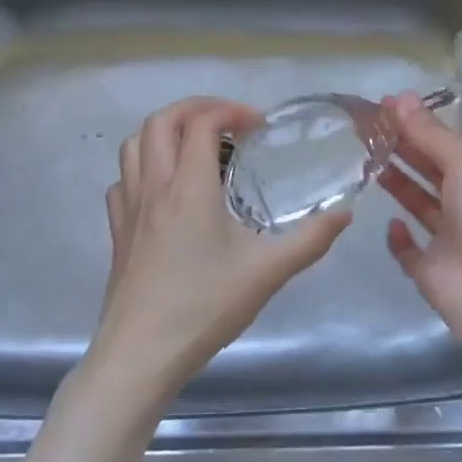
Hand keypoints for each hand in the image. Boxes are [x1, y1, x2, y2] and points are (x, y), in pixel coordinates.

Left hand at [89, 97, 350, 407]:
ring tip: (195, 146)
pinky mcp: (117, 230)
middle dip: (195, 108)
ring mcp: (129, 207)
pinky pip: (123, 180)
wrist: (141, 354)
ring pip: (133, 144)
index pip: (201, 122)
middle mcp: (154, 186)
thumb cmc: (204, 306)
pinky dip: (143, 167)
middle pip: (160, 120)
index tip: (258, 126)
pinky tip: (164, 189)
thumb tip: (344, 214)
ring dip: (164, 132)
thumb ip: (311, 239)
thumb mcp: (268, 272)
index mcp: (190, 186)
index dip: (231, 111)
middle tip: (227, 122)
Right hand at [380, 93, 461, 368]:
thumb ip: (430, 132)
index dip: (418, 124)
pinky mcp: (430, 271)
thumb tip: (398, 97)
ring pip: (419, 205)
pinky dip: (398, 237)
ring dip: (398, 184)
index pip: (448, 144)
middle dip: (402, 148)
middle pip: (431, 170)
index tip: (384, 107)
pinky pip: (409, 250)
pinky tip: (389, 222)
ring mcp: (451, 241)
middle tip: (365, 128)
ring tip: (367, 160)